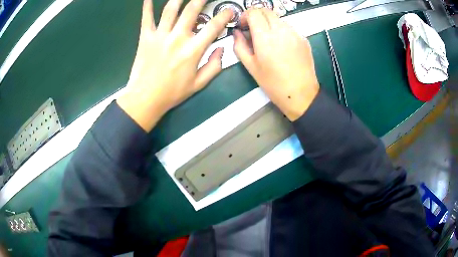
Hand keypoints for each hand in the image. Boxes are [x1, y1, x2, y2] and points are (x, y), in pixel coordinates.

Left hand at [117, 0, 232, 131]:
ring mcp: (160, 35)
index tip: (229, 11)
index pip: (213, 27)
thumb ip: (214, 66)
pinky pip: (146, 18)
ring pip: (170, 10)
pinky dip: (147, 6)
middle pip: (192, 11)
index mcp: (193, 50)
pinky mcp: (145, 37)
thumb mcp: (199, 84)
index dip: (224, 16)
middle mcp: (177, 38)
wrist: (145, 99)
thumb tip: (221, 49)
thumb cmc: (172, 93)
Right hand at [233, 8, 318, 120]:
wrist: (301, 94)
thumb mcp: (251, 66)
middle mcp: (281, 30)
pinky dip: (281, 30)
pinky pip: (289, 27)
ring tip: (268, 39)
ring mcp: (295, 33)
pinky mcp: (303, 38)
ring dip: (269, 23)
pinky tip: (281, 46)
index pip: (254, 12)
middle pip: (266, 11)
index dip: (245, 16)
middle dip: (256, 16)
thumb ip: (240, 46)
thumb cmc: (273, 83)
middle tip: (253, 29)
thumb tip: (237, 32)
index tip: (244, 25)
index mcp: (265, 37)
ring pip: (278, 18)